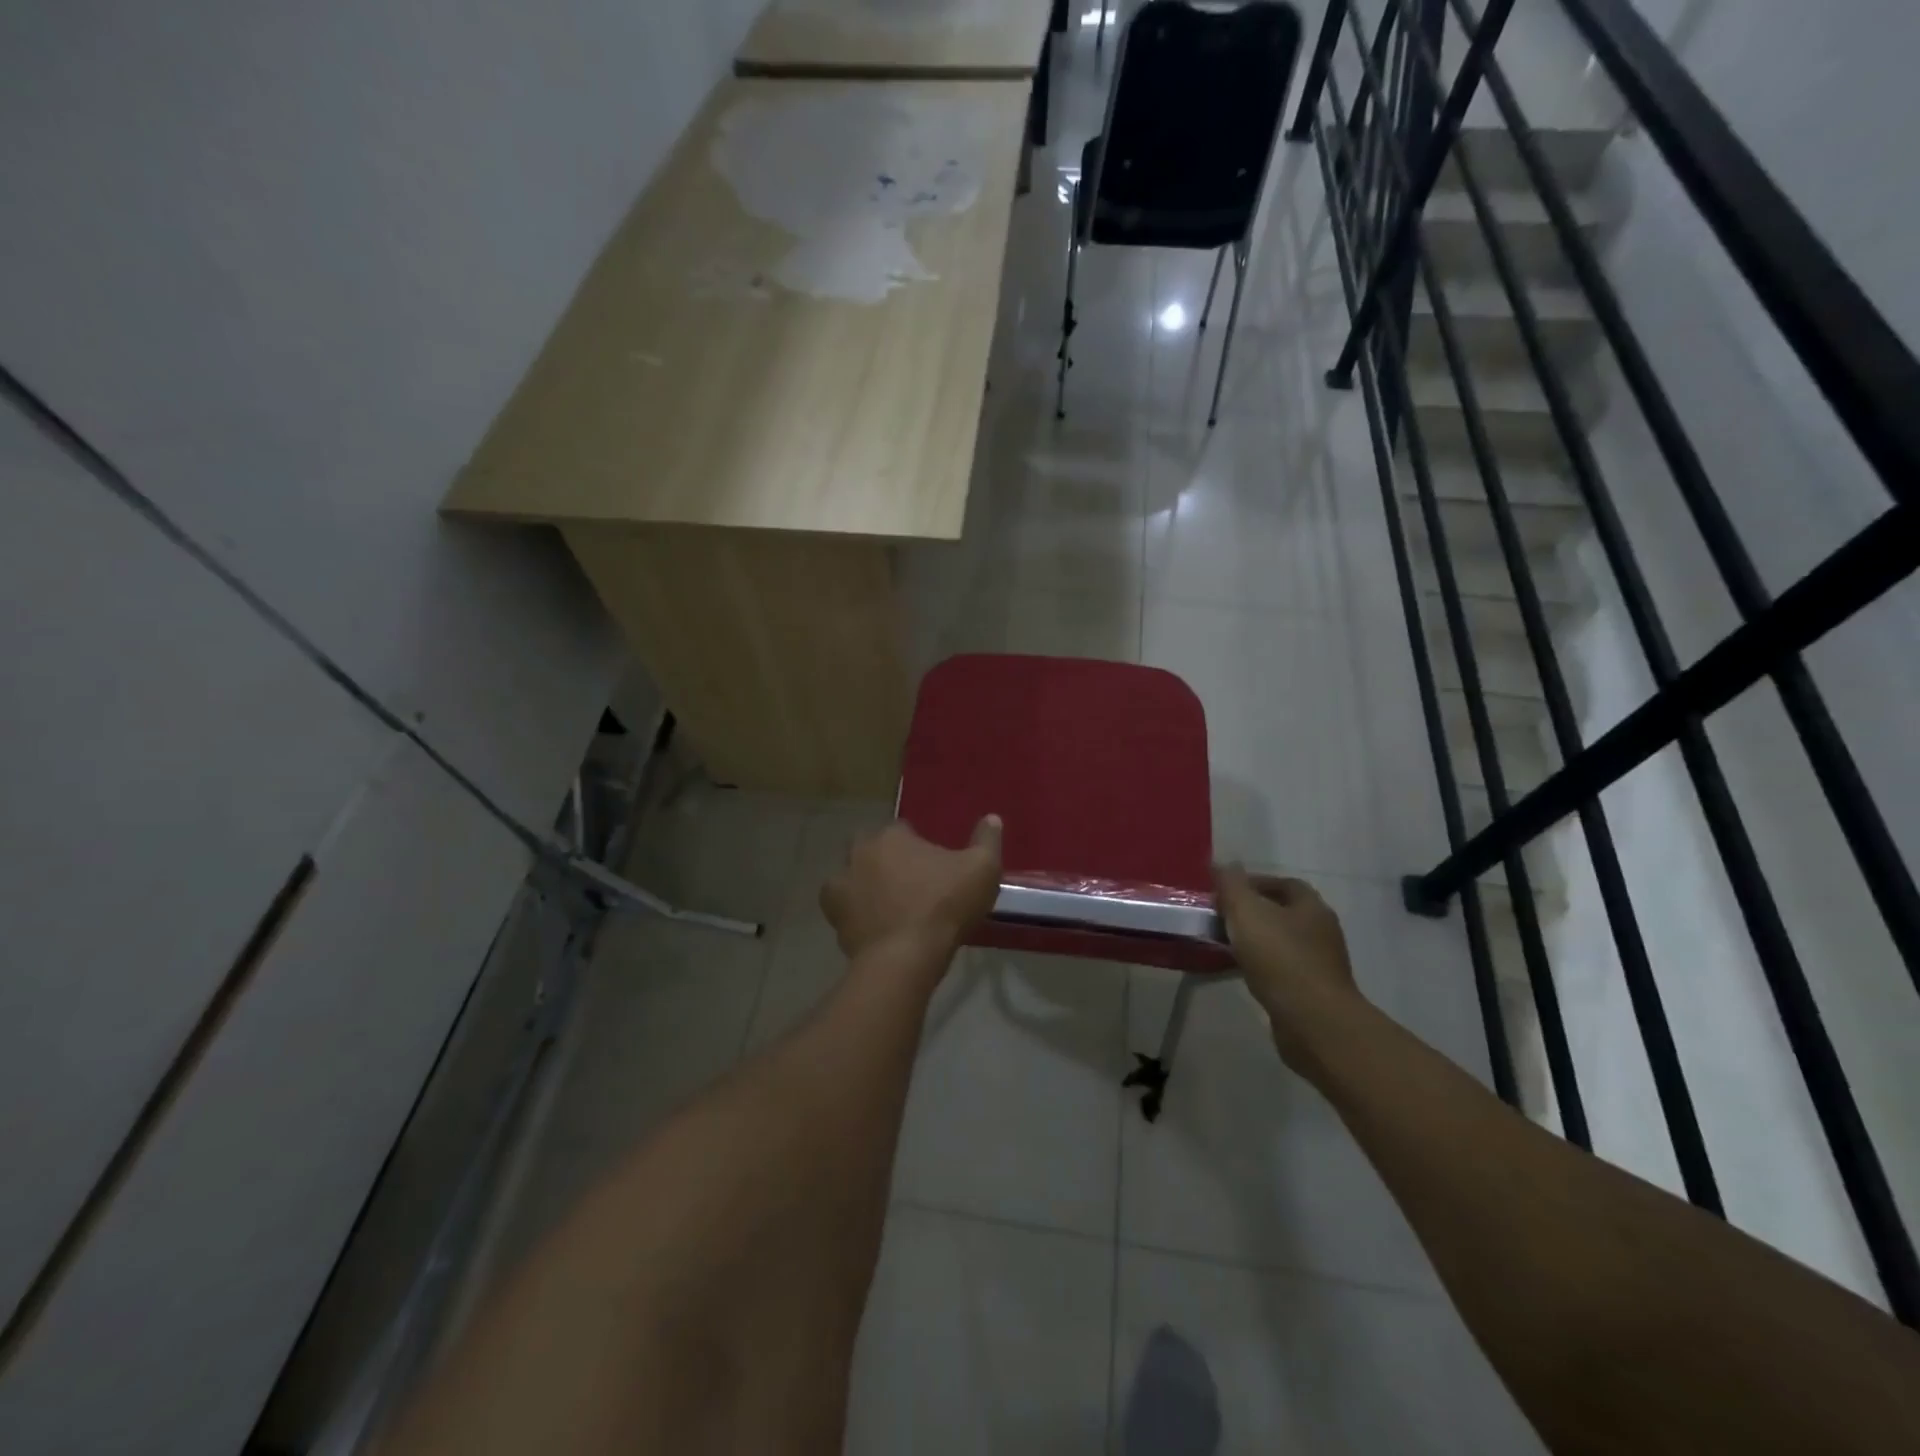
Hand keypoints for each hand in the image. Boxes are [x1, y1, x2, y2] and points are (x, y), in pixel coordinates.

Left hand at [822, 816, 1002, 960]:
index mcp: (893, 835)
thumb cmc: (945, 906)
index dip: (918, 845)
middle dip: (886, 858)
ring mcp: (841, 882)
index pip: (904, 829)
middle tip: (909, 882)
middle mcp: (861, 851)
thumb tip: (992, 817)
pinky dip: (854, 910)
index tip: (932, 865)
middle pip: (873, 847)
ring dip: (867, 883)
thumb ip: (987, 840)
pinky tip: (873, 923)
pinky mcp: (833, 914)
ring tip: (890, 905)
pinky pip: (843, 905)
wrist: (905, 957)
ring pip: (854, 874)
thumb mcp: (982, 869)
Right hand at [1214, 866, 1358, 1064]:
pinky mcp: (1313, 991)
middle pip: (1282, 912)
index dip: (1253, 882)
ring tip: (1224, 944)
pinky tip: (1240, 971)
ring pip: (1280, 942)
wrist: (1313, 1021)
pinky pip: (1281, 969)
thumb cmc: (1280, 958)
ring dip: (1254, 940)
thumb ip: (1231, 885)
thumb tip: (1223, 864)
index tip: (1224, 891)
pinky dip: (1261, 966)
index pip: (1283, 883)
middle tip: (1219, 916)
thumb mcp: (1246, 912)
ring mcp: (1320, 963)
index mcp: (1311, 906)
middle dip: (1251, 912)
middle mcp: (1321, 930)